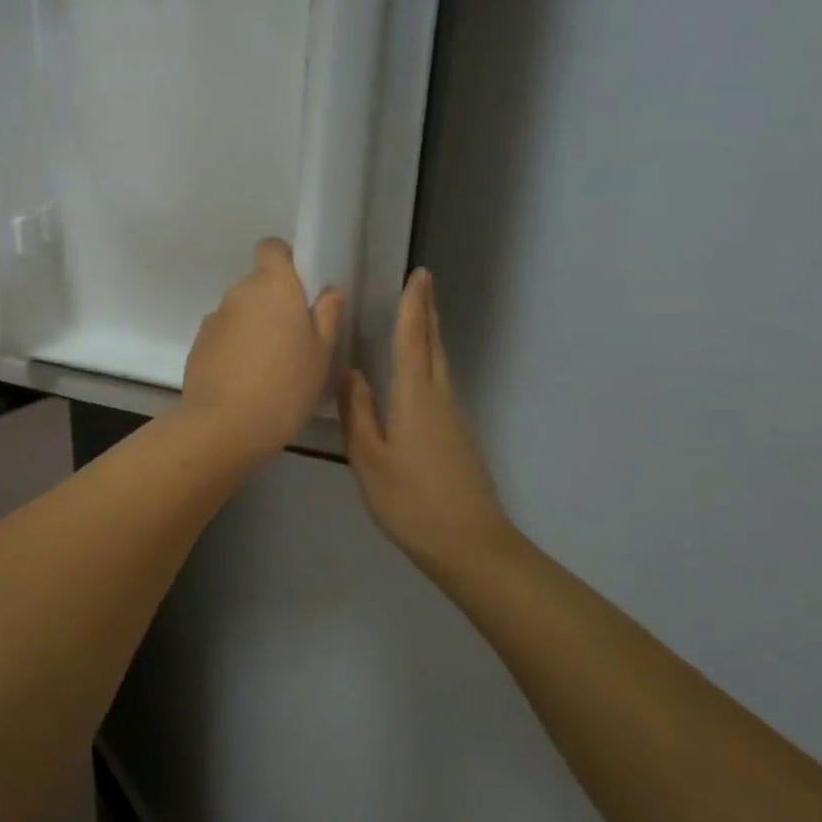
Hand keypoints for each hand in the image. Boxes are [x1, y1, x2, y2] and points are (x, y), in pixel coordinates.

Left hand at [181, 238, 343, 457]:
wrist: (223, 425)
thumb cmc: (285, 387)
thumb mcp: (321, 355)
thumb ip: (327, 316)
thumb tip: (327, 291)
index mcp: (273, 286)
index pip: (271, 247)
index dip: (284, 260)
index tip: (299, 288)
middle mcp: (239, 293)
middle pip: (257, 285)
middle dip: (273, 304)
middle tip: (293, 340)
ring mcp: (214, 318)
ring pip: (240, 313)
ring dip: (252, 328)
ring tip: (268, 368)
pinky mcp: (197, 344)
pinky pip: (223, 336)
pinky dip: (234, 348)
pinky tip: (244, 381)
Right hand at [340, 268, 521, 578]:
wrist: (469, 545)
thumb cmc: (412, 501)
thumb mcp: (370, 459)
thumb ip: (359, 413)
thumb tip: (351, 373)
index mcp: (415, 398)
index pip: (413, 341)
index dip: (414, 307)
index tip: (418, 275)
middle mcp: (439, 399)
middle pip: (433, 346)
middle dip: (427, 312)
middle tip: (422, 282)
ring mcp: (452, 418)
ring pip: (438, 365)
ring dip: (428, 336)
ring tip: (415, 316)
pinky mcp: (456, 436)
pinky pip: (439, 384)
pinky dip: (427, 363)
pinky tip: (414, 372)